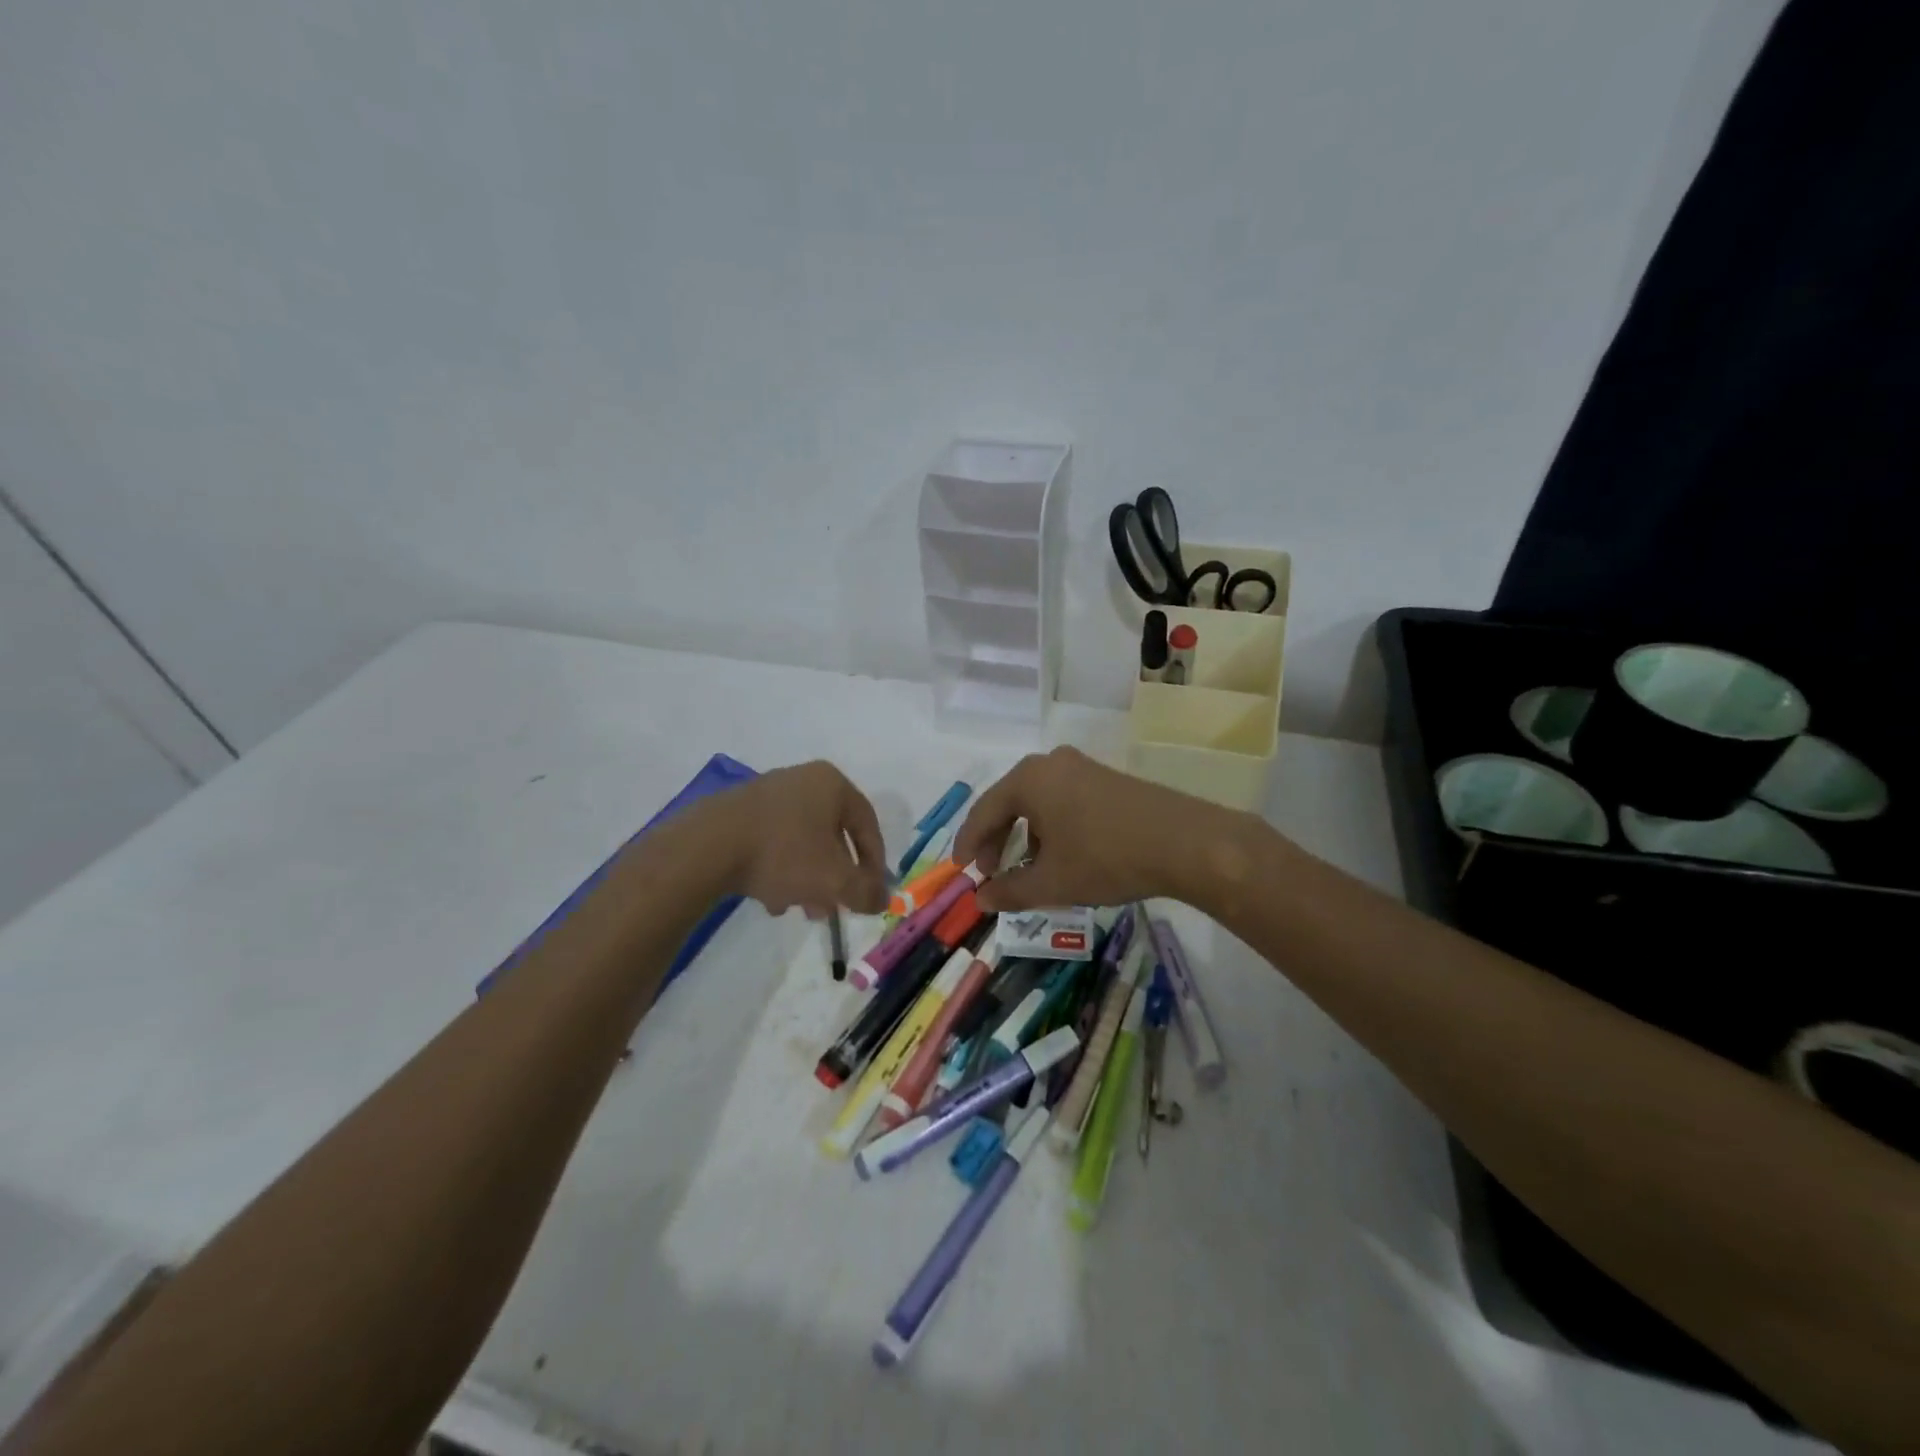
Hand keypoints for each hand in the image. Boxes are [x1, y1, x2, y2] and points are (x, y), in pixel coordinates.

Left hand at [709, 761, 888, 916]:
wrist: (707, 846)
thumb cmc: (784, 853)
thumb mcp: (834, 880)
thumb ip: (865, 892)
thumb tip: (883, 900)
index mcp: (832, 784)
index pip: (868, 824)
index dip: (875, 863)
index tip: (872, 892)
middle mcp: (803, 779)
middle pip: (832, 834)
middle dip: (836, 876)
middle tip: (835, 907)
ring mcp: (768, 792)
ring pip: (801, 841)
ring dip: (807, 878)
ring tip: (800, 909)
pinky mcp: (739, 810)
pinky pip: (772, 841)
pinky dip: (779, 869)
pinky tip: (770, 898)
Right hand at [953, 746, 1235, 912]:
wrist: (1184, 842)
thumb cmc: (1106, 858)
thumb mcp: (1052, 882)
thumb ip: (1009, 891)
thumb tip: (981, 899)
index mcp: (1028, 779)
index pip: (983, 812)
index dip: (968, 844)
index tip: (961, 871)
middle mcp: (1051, 763)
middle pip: (1009, 803)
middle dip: (997, 840)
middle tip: (990, 872)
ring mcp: (1082, 767)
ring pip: (1038, 802)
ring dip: (1026, 836)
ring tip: (1027, 869)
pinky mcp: (1107, 778)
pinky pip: (1063, 800)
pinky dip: (1051, 827)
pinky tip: (1062, 854)